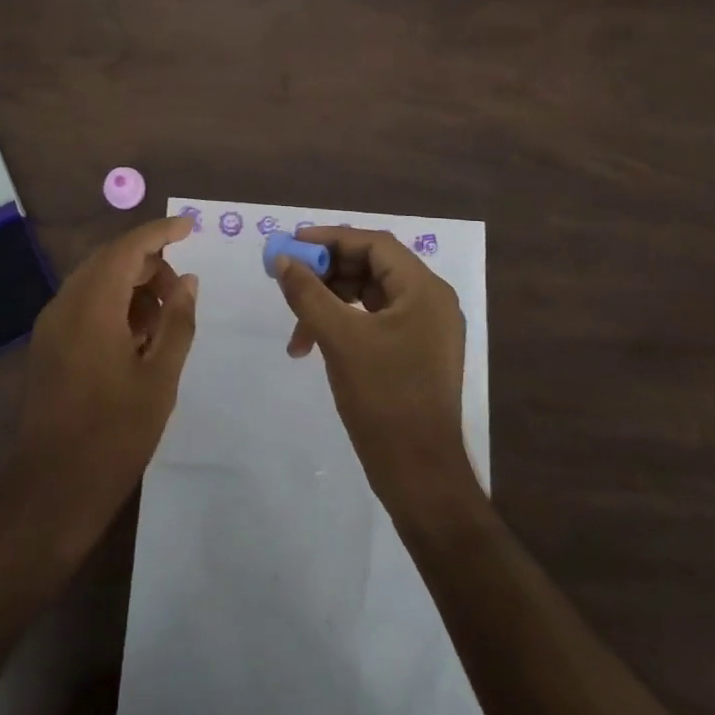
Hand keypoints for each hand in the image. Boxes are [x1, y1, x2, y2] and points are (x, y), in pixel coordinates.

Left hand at [12, 215, 198, 536]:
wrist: (51, 490)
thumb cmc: (114, 434)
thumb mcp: (159, 378)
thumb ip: (177, 322)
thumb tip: (187, 281)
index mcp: (92, 306)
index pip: (128, 247)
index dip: (160, 232)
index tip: (190, 227)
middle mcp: (65, 305)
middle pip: (109, 260)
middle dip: (148, 264)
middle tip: (181, 292)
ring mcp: (51, 326)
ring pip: (96, 282)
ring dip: (131, 287)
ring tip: (163, 322)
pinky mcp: (47, 346)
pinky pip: (84, 306)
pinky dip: (113, 306)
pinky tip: (136, 340)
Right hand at [275, 226, 474, 512]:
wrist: (421, 476)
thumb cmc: (384, 398)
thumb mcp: (339, 339)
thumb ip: (308, 293)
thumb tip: (283, 260)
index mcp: (424, 289)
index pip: (374, 244)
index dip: (331, 239)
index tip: (292, 244)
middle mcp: (430, 301)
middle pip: (372, 266)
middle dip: (327, 273)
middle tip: (290, 281)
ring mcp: (426, 328)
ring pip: (370, 295)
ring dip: (331, 303)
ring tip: (298, 329)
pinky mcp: (416, 352)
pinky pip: (375, 321)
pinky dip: (344, 324)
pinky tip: (315, 344)